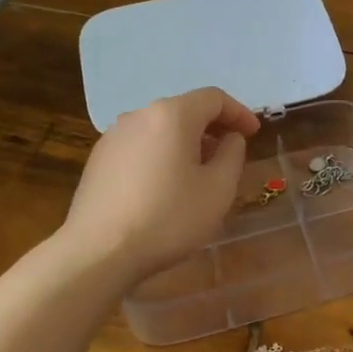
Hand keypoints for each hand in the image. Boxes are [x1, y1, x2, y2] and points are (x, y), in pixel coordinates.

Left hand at [64, 87, 259, 285]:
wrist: (98, 254)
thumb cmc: (169, 218)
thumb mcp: (219, 188)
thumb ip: (232, 154)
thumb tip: (229, 138)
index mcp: (172, 115)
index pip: (214, 98)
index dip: (239, 113)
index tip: (254, 134)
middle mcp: (139, 115)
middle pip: (185, 110)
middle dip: (212, 127)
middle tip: (230, 153)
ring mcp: (113, 137)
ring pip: (161, 129)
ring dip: (186, 142)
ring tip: (198, 172)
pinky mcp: (98, 160)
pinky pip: (140, 146)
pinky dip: (161, 155)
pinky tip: (165, 186)